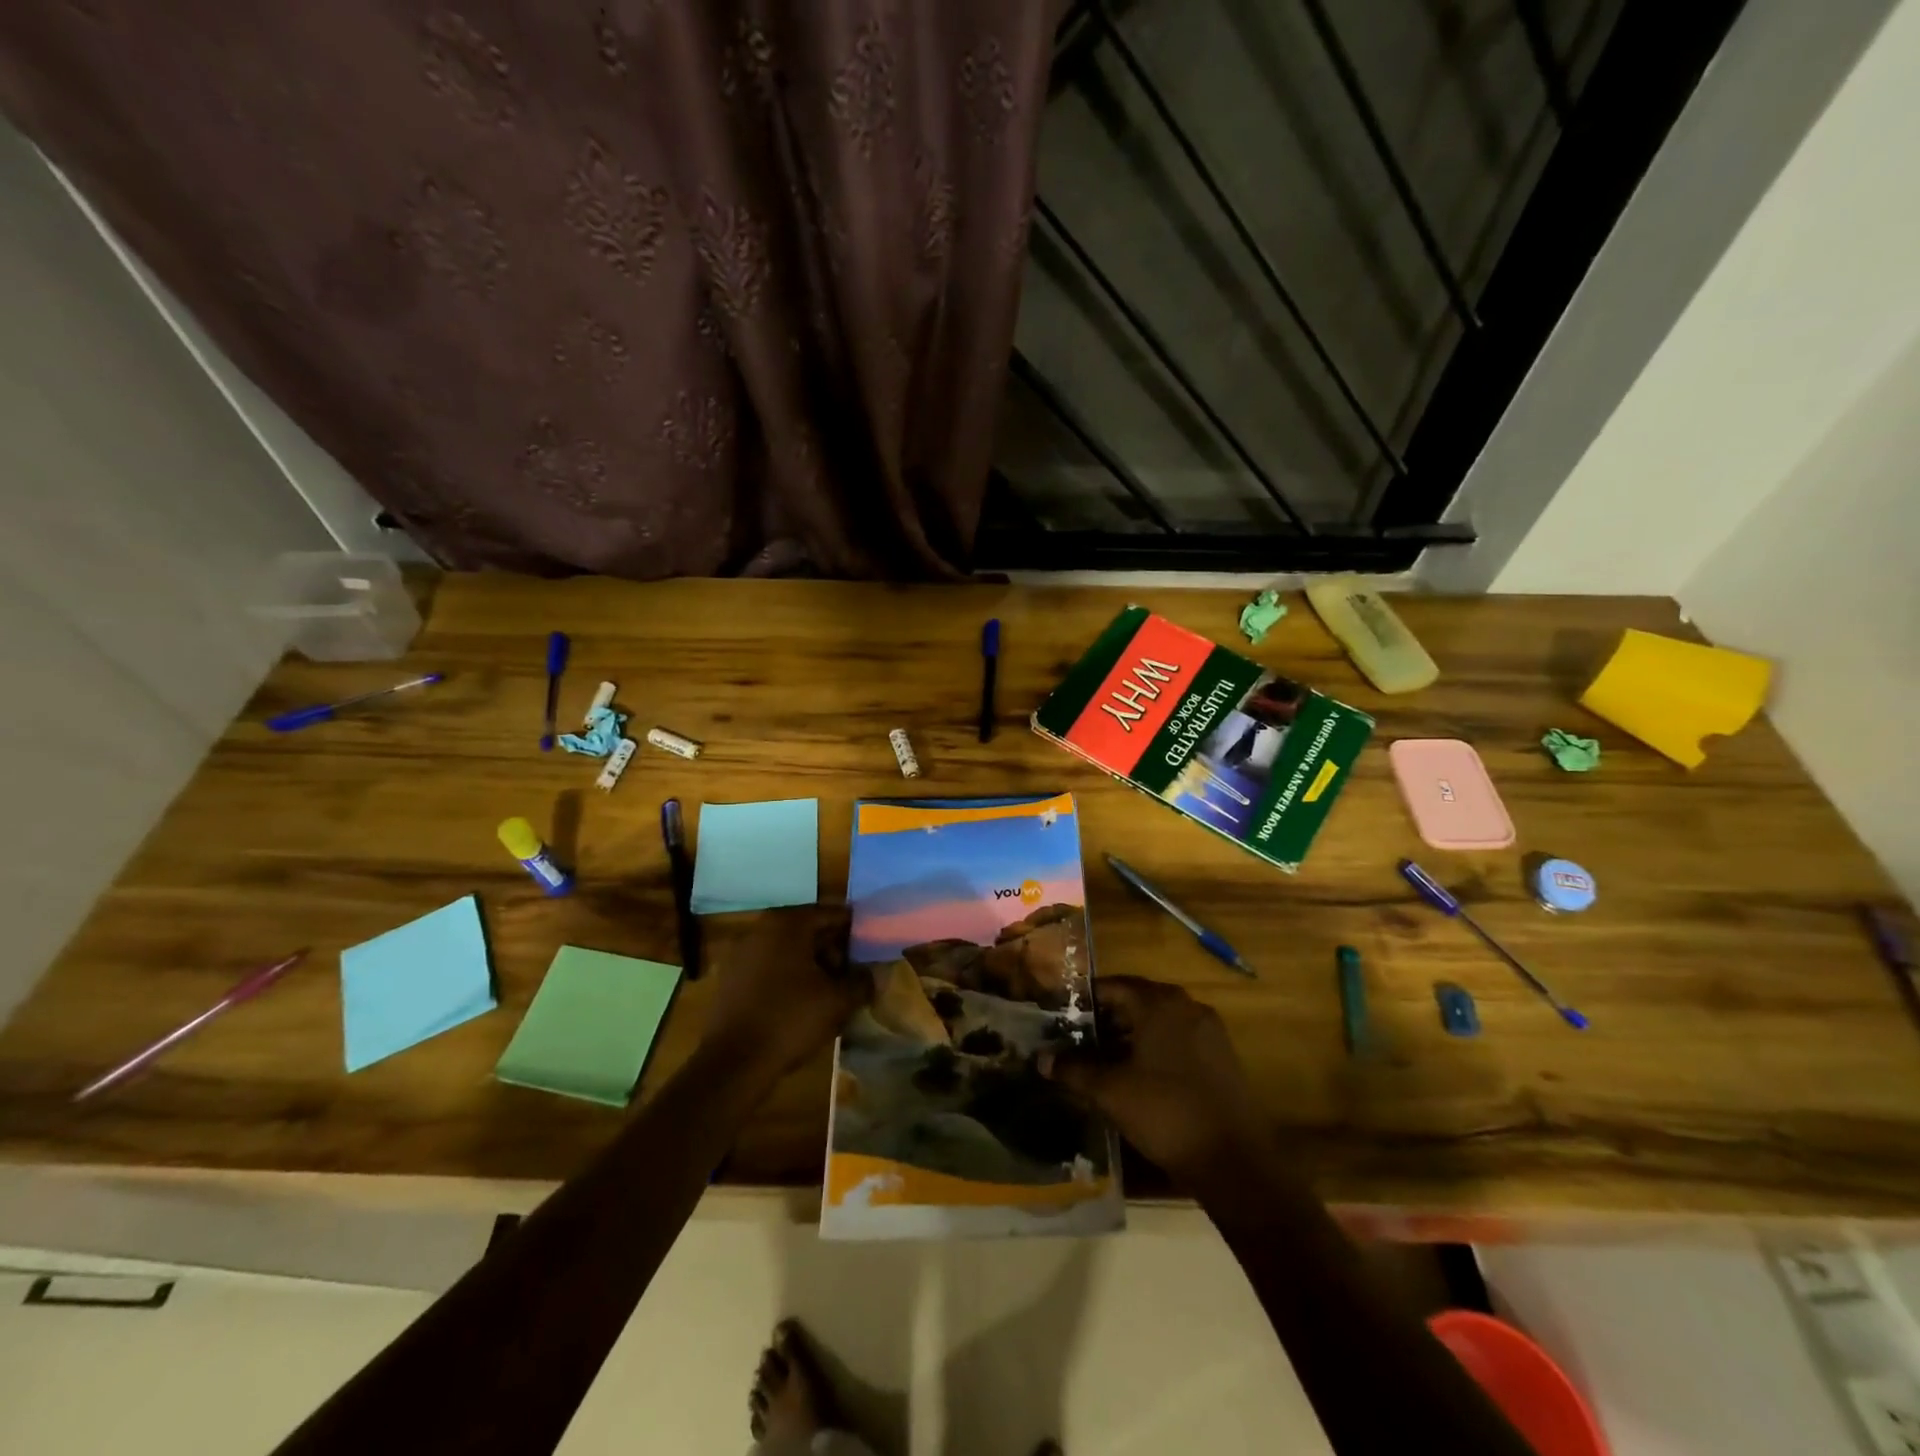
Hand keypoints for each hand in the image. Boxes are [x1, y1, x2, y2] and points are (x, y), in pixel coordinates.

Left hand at [703, 905, 869, 1080]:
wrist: (733, 1063)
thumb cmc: (790, 1019)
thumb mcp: (838, 1000)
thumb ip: (862, 981)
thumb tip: (873, 973)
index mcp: (788, 923)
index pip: (833, 914)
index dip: (856, 930)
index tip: (872, 948)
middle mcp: (762, 928)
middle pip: (809, 930)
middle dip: (834, 950)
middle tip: (853, 974)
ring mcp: (742, 952)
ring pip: (789, 950)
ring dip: (813, 965)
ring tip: (832, 992)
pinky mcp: (732, 978)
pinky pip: (770, 967)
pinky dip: (790, 977)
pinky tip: (803, 1003)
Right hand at [1042, 976, 1269, 1184]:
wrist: (1235, 1160)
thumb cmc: (1166, 1113)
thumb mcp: (1111, 1091)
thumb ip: (1074, 1070)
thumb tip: (1041, 1059)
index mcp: (1159, 1003)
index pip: (1113, 987)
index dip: (1085, 1000)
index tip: (1062, 1016)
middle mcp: (1186, 1006)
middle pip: (1137, 1001)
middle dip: (1107, 1018)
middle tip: (1079, 1038)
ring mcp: (1208, 1030)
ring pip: (1159, 1021)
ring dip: (1131, 1034)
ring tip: (1104, 1058)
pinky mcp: (1222, 1056)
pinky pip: (1179, 1039)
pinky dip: (1156, 1048)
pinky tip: (1139, 1075)